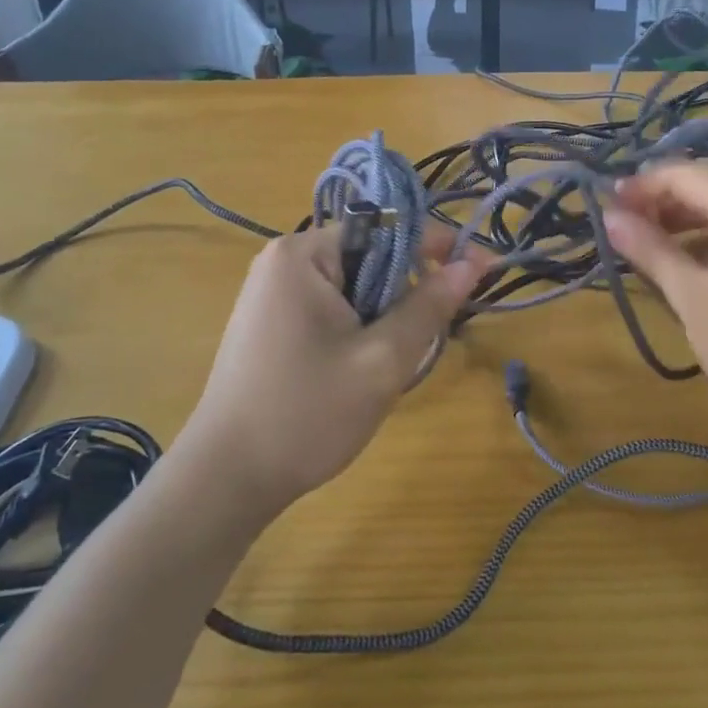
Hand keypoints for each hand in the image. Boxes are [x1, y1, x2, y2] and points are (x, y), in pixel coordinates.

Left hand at [181, 224, 487, 514]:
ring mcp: (271, 293)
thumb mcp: (382, 361)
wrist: (226, 479)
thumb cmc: (307, 413)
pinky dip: (358, 330)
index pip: (386, 228)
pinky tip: (359, 370)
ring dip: (383, 317)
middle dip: (405, 292)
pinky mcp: (270, 323)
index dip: (436, 246)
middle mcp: (283, 262)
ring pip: (353, 288)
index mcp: (303, 254)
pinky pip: (331, 308)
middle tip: (427, 339)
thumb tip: (472, 263)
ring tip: (389, 363)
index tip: (481, 269)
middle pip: (369, 257)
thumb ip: (429, 306)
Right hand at [603, 162, 707, 423]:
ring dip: (681, 220)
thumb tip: (609, 217)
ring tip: (644, 245)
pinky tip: (682, 263)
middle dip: (660, 201)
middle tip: (621, 227)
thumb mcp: (691, 296)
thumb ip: (650, 249)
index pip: (686, 174)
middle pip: (707, 186)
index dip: (642, 185)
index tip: (606, 207)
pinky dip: (707, 238)